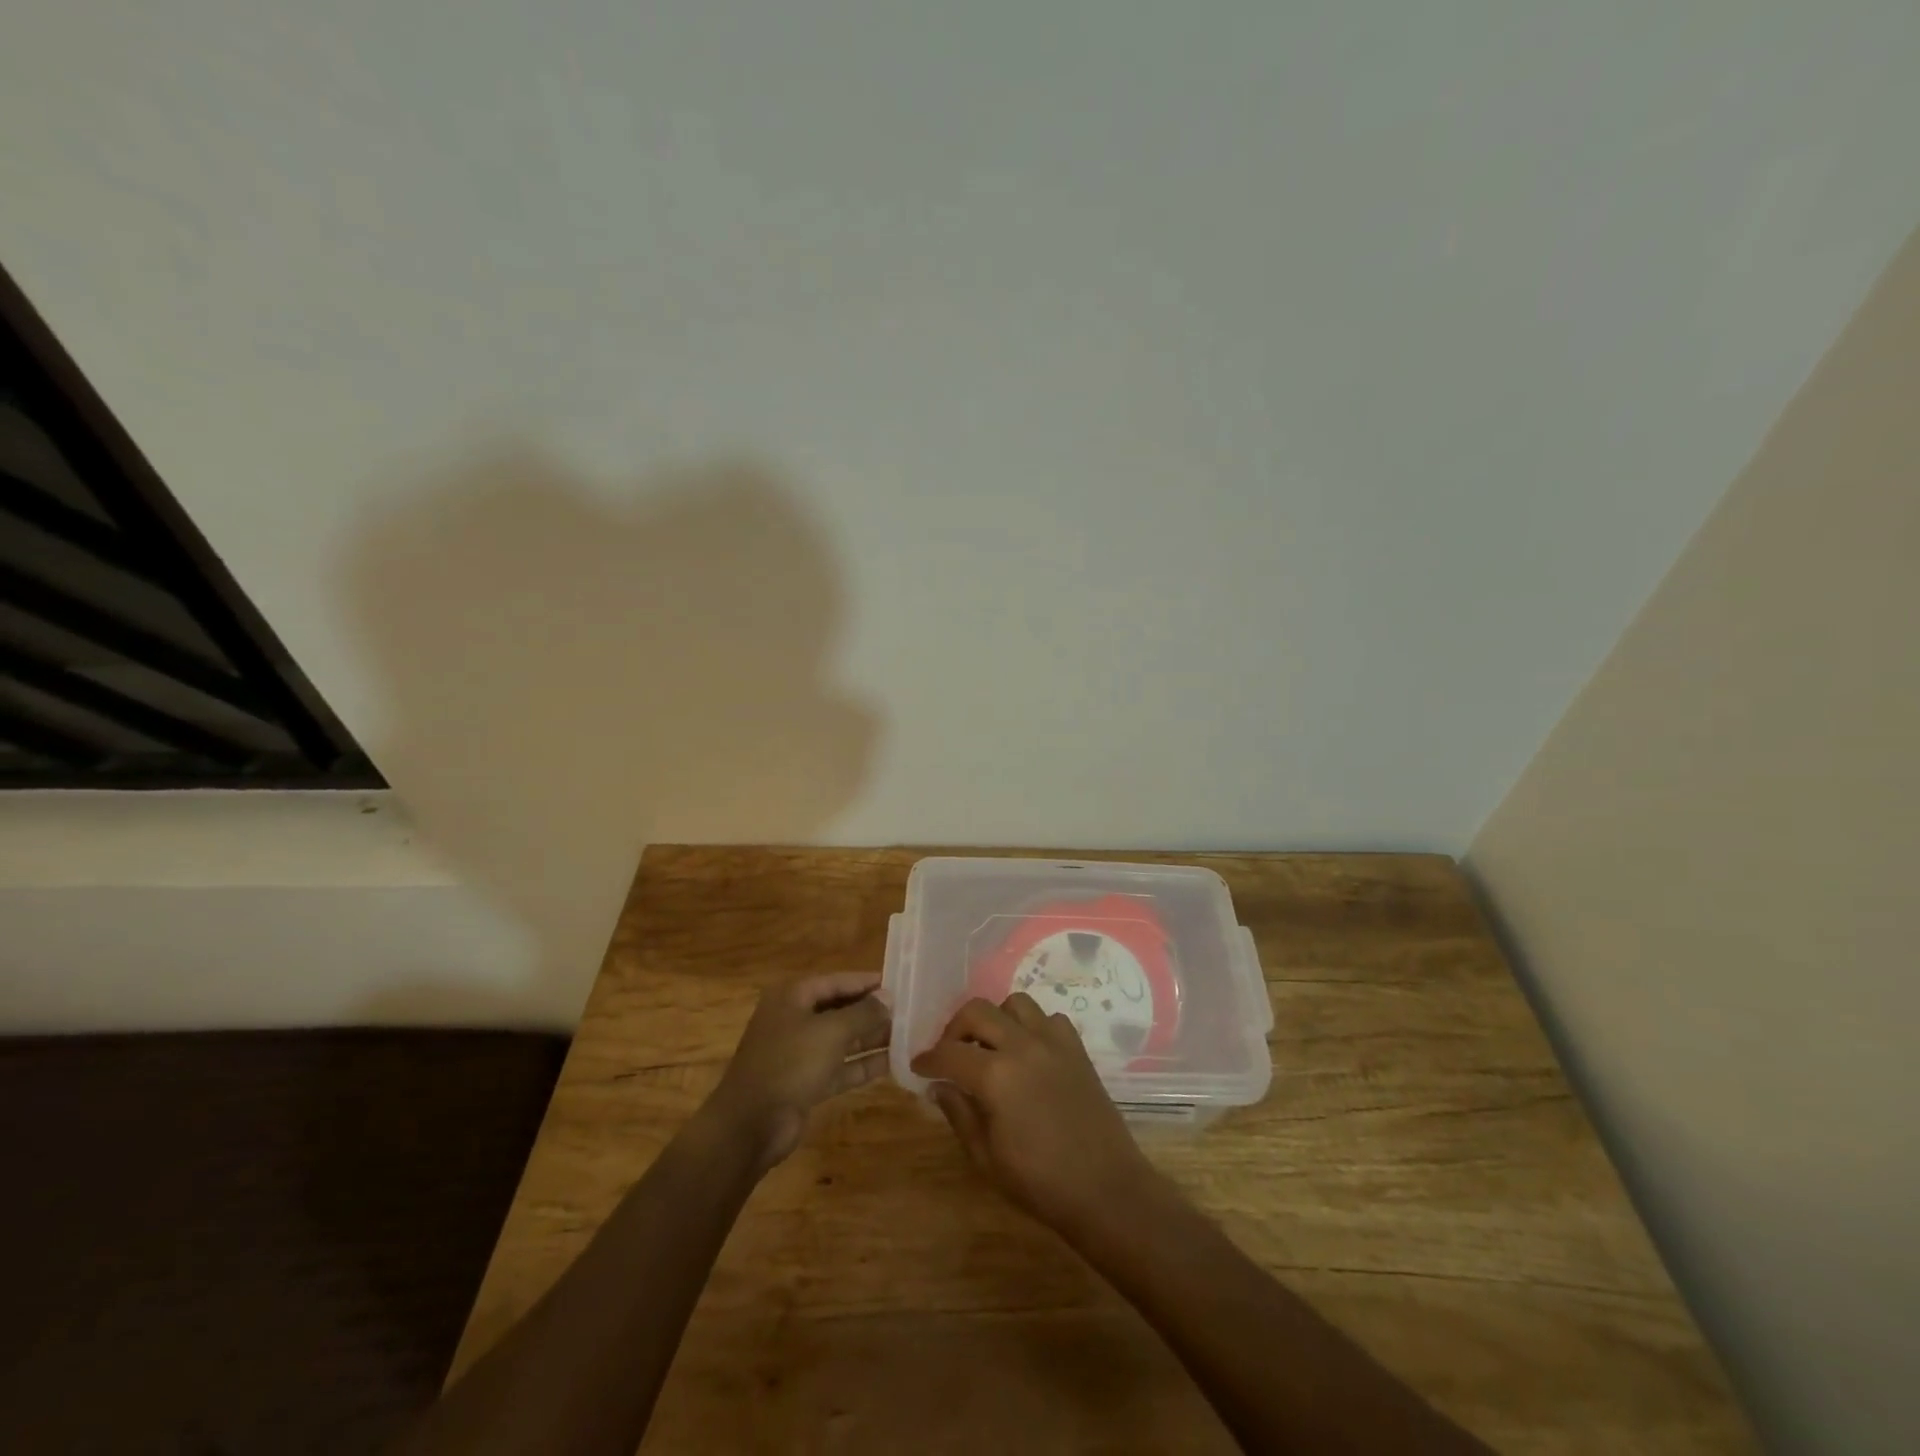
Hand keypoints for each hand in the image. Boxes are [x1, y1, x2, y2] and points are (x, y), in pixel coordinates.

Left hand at [706, 973, 890, 1172]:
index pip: (836, 981)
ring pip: (842, 1039)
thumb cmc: (790, 1063)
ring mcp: (799, 1053)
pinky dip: (862, 1064)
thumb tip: (888, 997)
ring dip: (871, 1038)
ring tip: (907, 1035)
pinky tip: (892, 1063)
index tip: (899, 983)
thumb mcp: (831, 1032)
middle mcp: (795, 1020)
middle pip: (839, 1009)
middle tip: (908, 1011)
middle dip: (871, 1011)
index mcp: (793, 997)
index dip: (867, 982)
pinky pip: (840, 1066)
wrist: (750, 1125)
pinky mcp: (806, 1082)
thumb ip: (863, 1013)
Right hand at [911, 993, 1156, 1233]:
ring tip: (990, 1047)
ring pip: (1015, 1003)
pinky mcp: (1077, 1049)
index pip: (949, 1053)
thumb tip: (939, 1086)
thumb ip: (959, 1114)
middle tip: (950, 1053)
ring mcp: (1054, 1042)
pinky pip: (1048, 1018)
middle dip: (955, 1028)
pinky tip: (1028, 1053)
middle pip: (978, 1011)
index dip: (928, 1059)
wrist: (1106, 1190)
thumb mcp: (986, 1158)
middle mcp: (1023, 1046)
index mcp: (996, 1076)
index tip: (918, 1067)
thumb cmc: (1040, 1183)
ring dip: (995, 1019)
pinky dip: (1032, 1027)